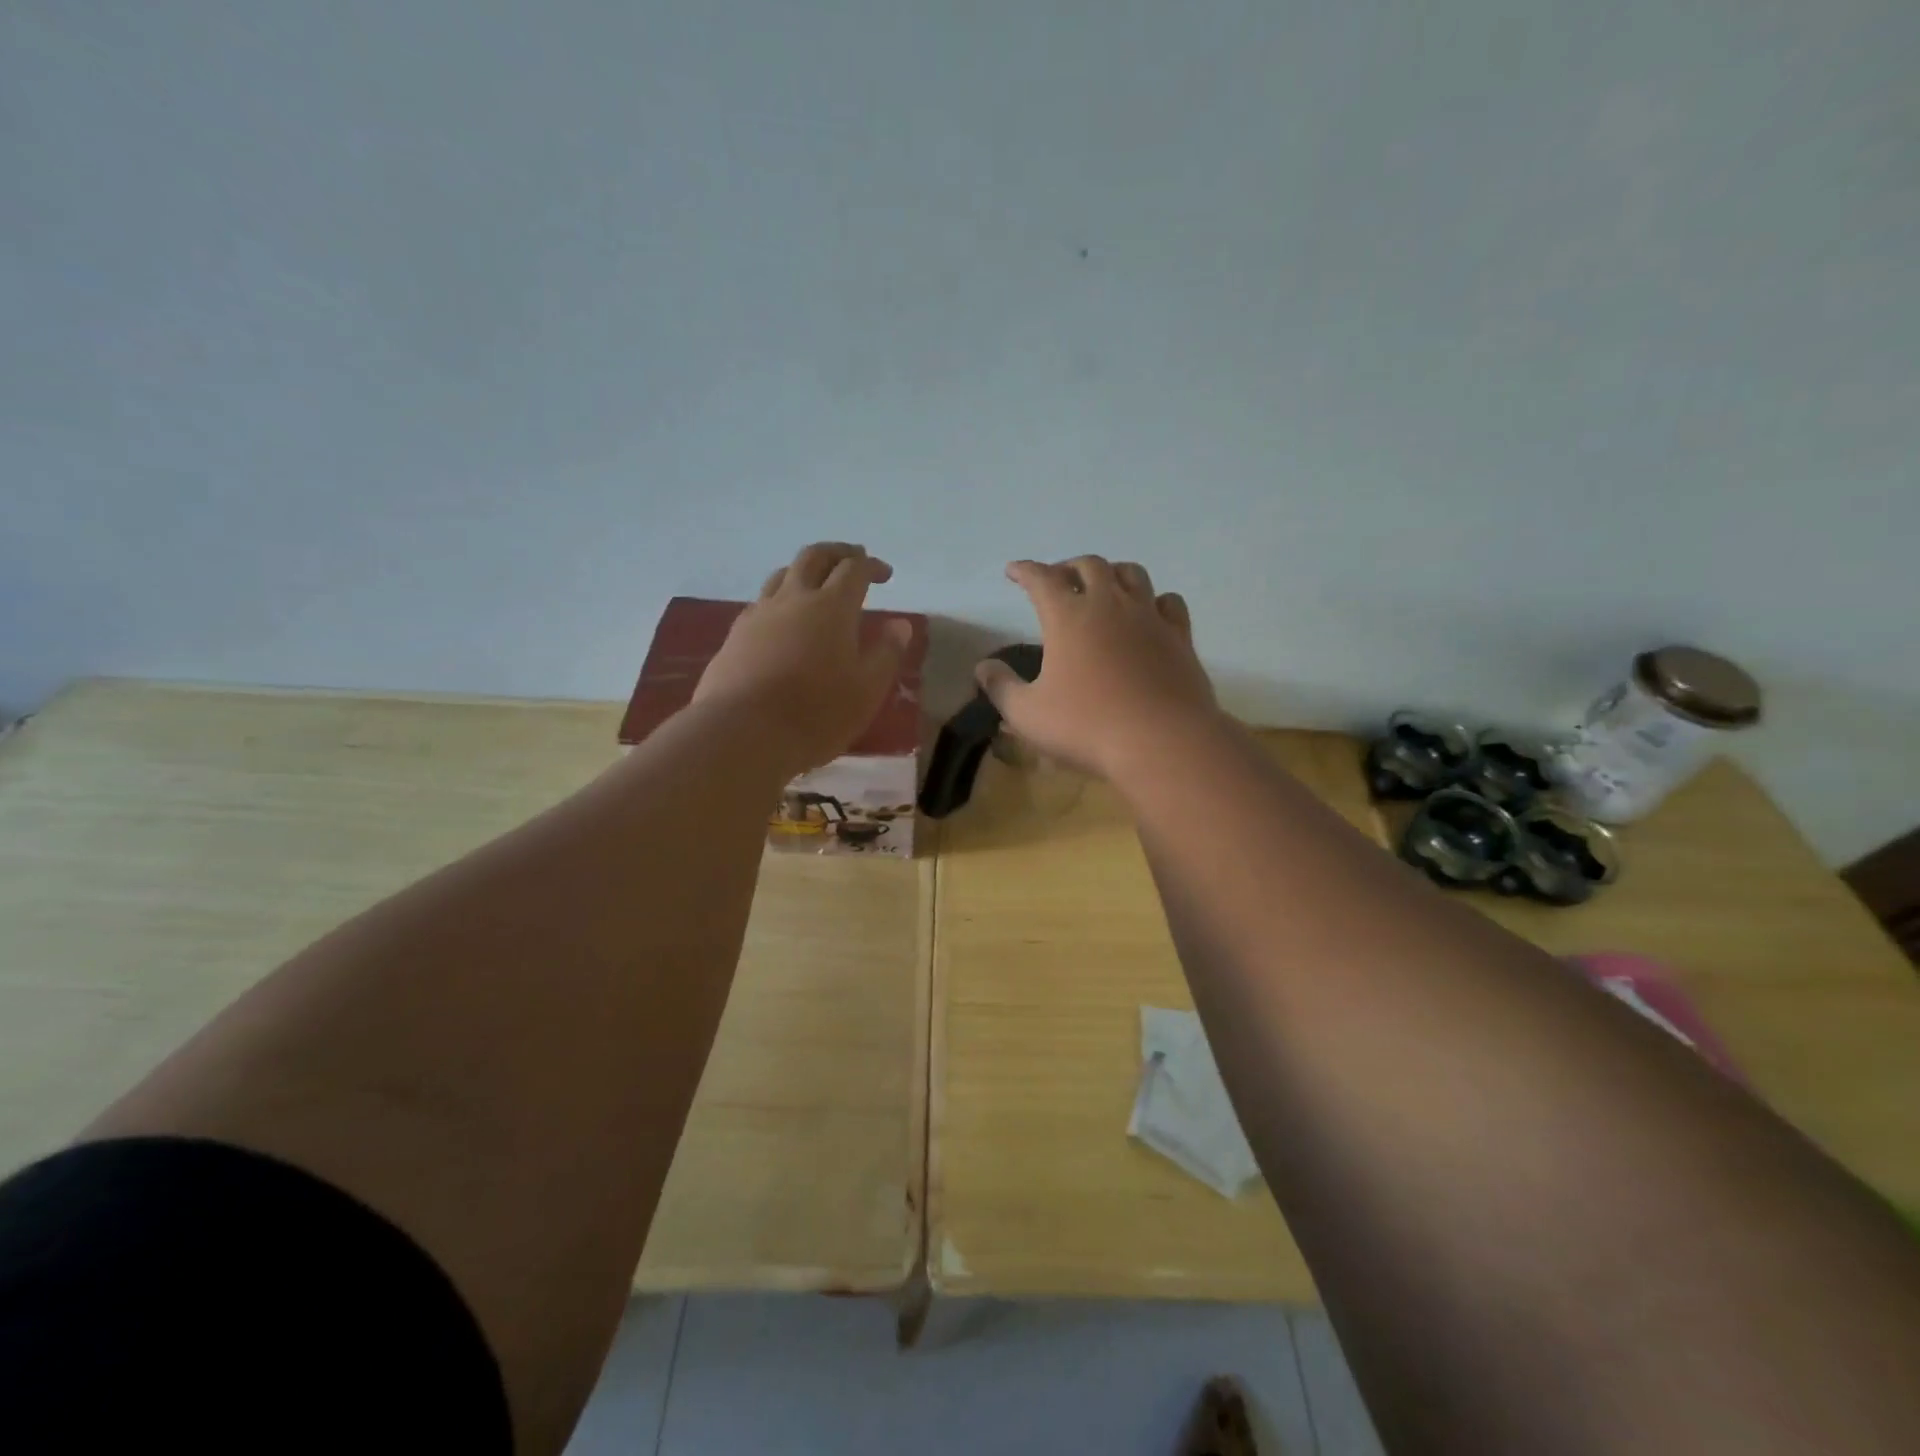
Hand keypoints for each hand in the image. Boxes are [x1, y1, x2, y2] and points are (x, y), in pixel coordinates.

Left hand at [695, 542, 913, 778]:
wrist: (743, 733)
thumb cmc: (817, 714)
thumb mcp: (867, 690)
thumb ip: (886, 654)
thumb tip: (900, 625)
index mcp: (832, 607)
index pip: (854, 569)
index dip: (871, 565)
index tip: (885, 574)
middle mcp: (793, 599)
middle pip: (814, 557)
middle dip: (837, 552)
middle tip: (852, 559)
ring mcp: (759, 615)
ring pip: (782, 575)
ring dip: (804, 572)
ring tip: (816, 586)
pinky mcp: (735, 636)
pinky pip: (761, 604)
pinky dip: (780, 600)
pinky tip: (783, 622)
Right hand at [975, 556, 1220, 779]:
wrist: (1162, 741)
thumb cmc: (1087, 726)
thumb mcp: (1028, 715)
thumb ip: (1001, 688)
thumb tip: (983, 667)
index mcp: (1068, 616)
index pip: (1041, 578)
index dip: (1024, 570)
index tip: (1014, 571)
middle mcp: (1109, 604)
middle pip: (1089, 565)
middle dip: (1068, 567)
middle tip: (1057, 580)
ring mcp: (1149, 617)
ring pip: (1132, 574)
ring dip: (1111, 573)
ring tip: (1102, 587)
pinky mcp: (1179, 636)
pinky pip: (1168, 602)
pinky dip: (1153, 600)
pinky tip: (1148, 612)